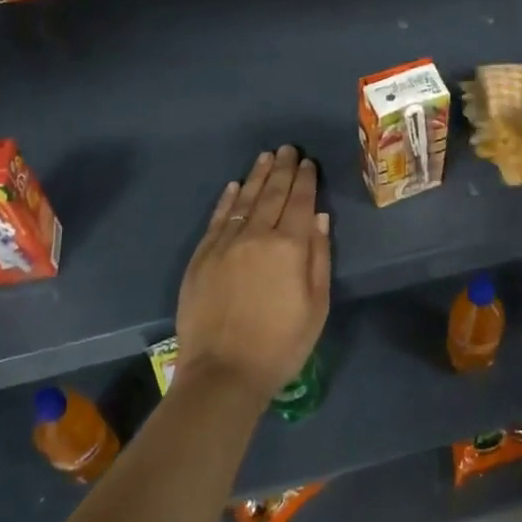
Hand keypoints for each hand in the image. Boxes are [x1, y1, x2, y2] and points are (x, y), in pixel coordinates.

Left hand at [174, 146, 331, 406]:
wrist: (223, 373)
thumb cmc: (281, 344)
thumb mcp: (317, 305)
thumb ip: (319, 256)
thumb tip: (318, 217)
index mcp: (290, 246)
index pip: (300, 201)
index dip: (306, 179)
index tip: (308, 162)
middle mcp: (257, 235)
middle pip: (272, 193)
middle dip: (283, 169)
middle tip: (288, 148)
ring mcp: (226, 244)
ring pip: (245, 199)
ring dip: (257, 176)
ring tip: (266, 157)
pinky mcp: (202, 256)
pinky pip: (218, 219)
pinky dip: (227, 199)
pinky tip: (235, 186)